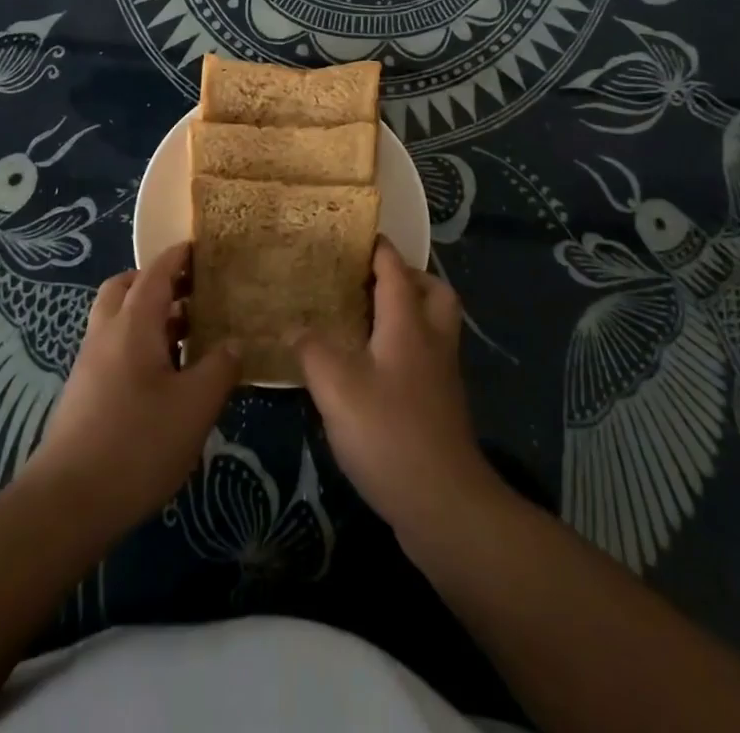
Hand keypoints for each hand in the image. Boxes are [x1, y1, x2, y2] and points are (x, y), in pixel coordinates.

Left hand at [21, 241, 239, 538]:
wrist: (67, 503)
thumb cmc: (137, 443)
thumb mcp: (195, 406)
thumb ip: (220, 367)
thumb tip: (234, 342)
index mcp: (133, 323)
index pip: (156, 272)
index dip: (179, 256)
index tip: (202, 247)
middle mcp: (106, 332)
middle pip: (126, 287)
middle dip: (157, 281)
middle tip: (193, 292)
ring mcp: (90, 362)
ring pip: (118, 318)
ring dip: (149, 315)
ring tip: (189, 335)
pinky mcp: (84, 391)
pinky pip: (114, 347)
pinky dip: (139, 342)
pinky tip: (166, 376)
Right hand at [296, 241, 500, 543]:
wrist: (445, 504)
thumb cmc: (389, 433)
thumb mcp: (336, 388)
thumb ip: (312, 350)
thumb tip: (294, 327)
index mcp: (408, 324)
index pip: (396, 270)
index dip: (379, 249)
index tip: (358, 234)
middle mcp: (432, 341)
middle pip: (434, 292)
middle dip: (409, 278)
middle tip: (372, 282)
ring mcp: (442, 376)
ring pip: (435, 325)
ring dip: (411, 312)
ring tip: (369, 322)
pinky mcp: (442, 407)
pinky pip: (428, 357)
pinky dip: (408, 348)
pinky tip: (376, 369)